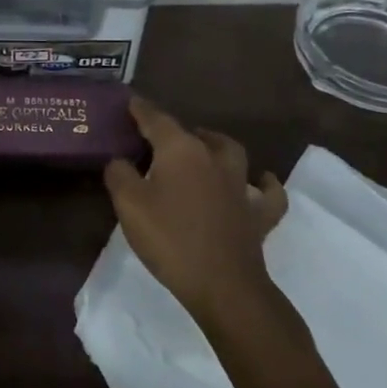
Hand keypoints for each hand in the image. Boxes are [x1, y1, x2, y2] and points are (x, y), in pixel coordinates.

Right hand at [103, 97, 288, 328]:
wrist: (224, 286)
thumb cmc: (170, 239)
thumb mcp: (129, 205)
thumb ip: (119, 174)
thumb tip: (120, 160)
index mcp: (180, 150)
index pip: (157, 120)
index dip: (141, 110)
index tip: (130, 101)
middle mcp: (213, 159)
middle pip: (193, 133)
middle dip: (175, 130)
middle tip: (157, 138)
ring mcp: (240, 186)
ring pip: (230, 152)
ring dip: (216, 145)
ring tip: (203, 147)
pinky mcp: (259, 214)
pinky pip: (267, 193)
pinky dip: (265, 184)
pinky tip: (261, 181)